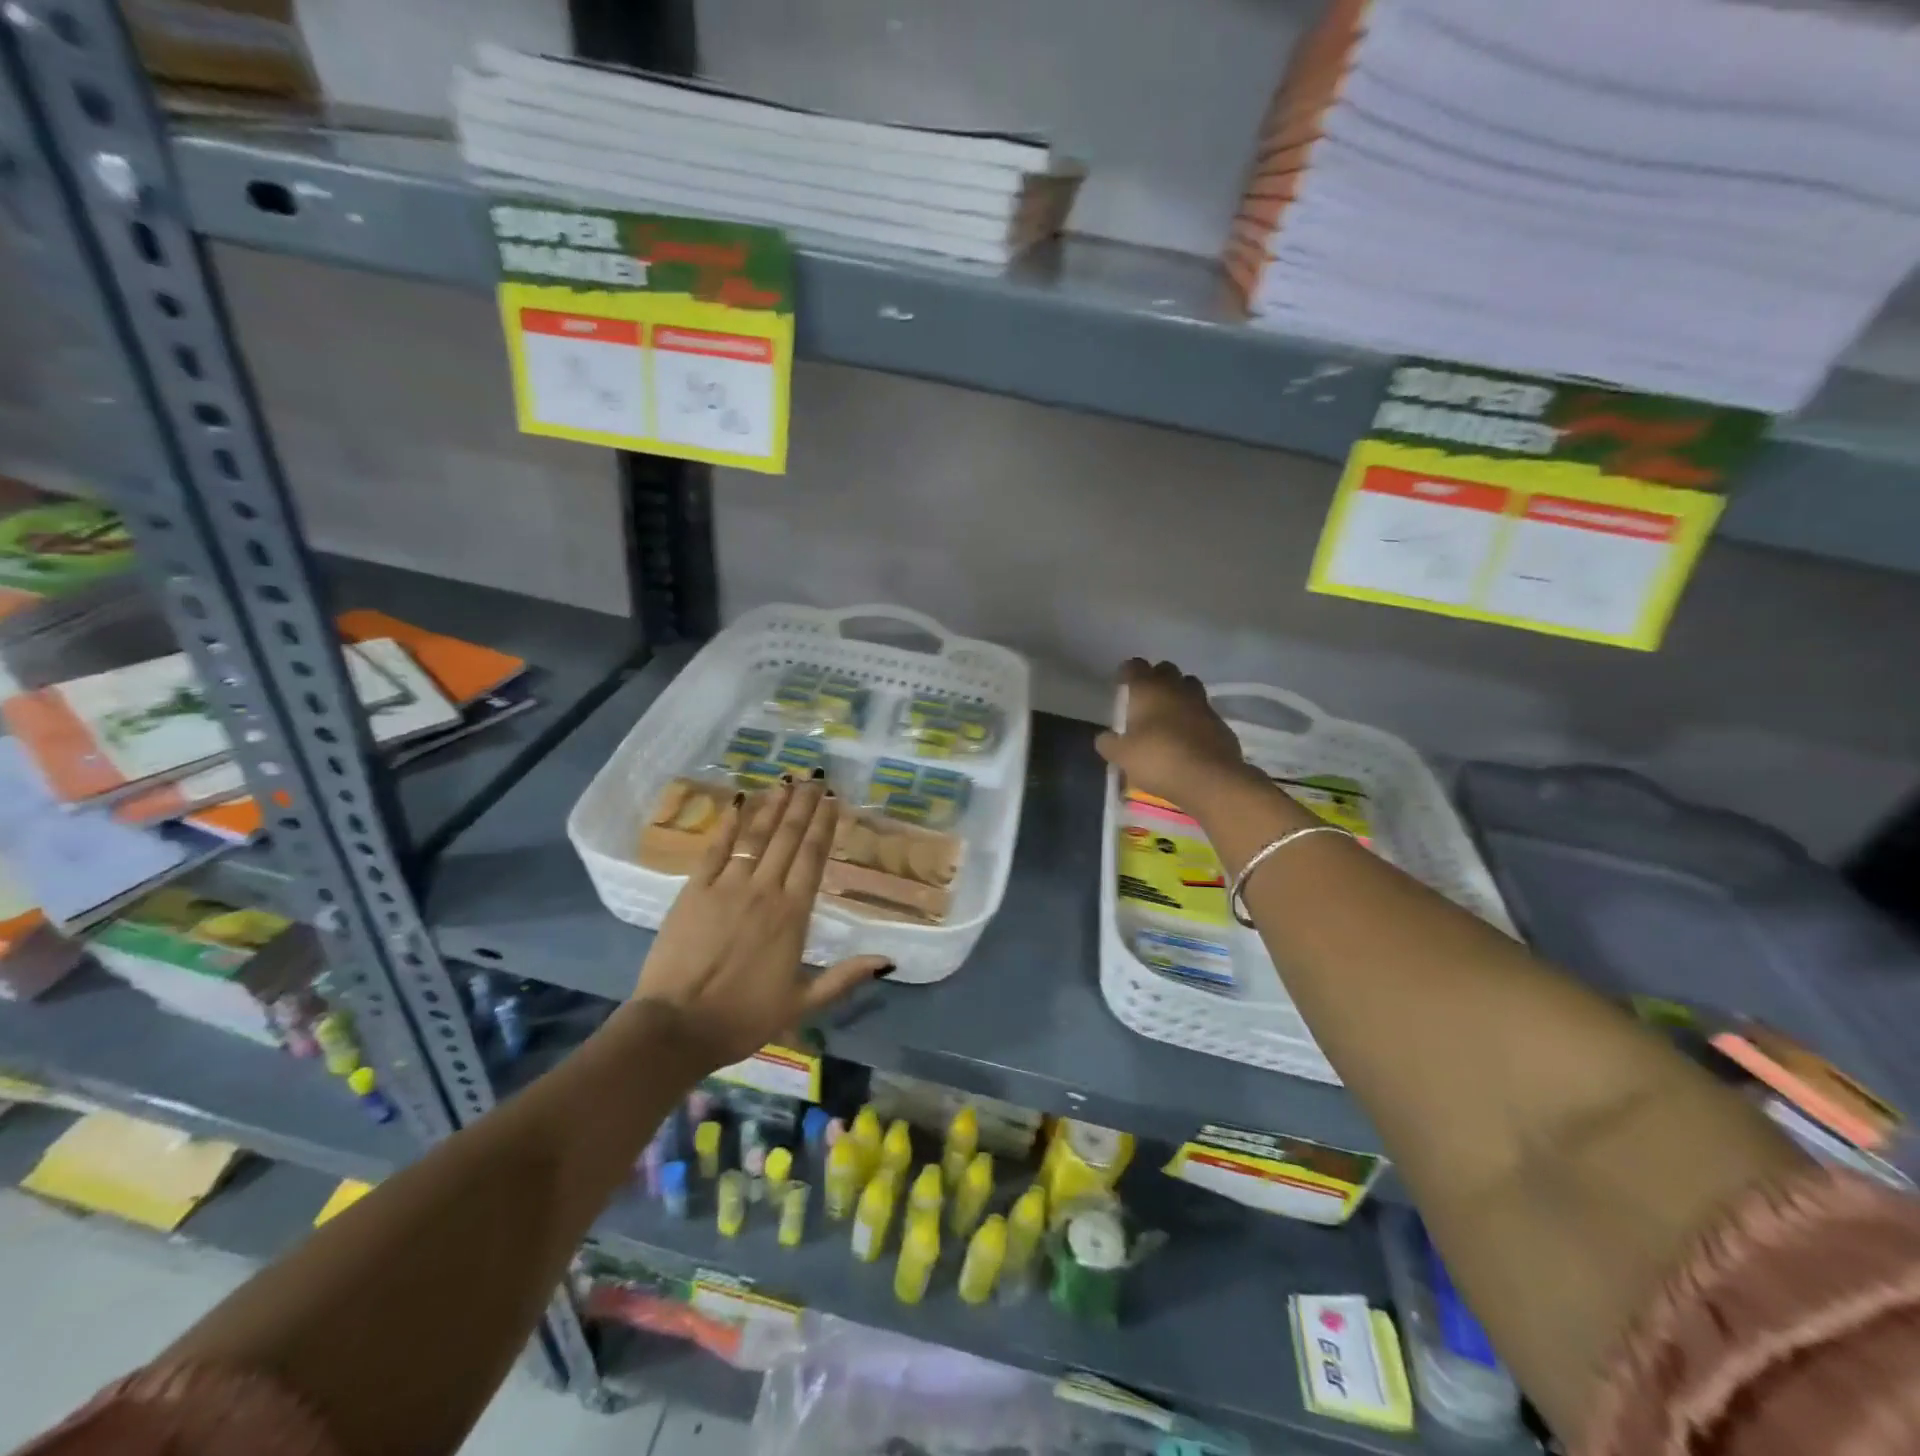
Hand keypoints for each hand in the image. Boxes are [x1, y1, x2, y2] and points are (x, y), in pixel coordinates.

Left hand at [634, 776, 890, 1068]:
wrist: (678, 1027)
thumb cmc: (743, 1018)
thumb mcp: (802, 1004)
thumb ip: (844, 978)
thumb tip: (888, 960)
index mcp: (793, 914)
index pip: (813, 857)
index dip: (823, 825)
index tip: (832, 799)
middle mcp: (764, 890)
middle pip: (788, 838)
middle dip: (802, 805)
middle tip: (813, 777)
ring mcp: (726, 887)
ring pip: (755, 837)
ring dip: (772, 807)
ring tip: (785, 781)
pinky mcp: (693, 890)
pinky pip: (715, 849)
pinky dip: (728, 824)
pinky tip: (739, 803)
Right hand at [1094, 658, 1255, 807]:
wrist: (1209, 779)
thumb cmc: (1158, 759)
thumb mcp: (1122, 756)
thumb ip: (1109, 744)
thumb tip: (1104, 738)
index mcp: (1149, 689)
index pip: (1135, 666)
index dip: (1127, 672)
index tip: (1122, 683)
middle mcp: (1176, 689)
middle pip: (1166, 669)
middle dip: (1156, 678)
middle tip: (1145, 697)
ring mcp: (1202, 704)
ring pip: (1189, 686)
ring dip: (1179, 694)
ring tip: (1168, 714)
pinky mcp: (1221, 723)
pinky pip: (1204, 712)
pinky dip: (1195, 718)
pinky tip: (1188, 736)